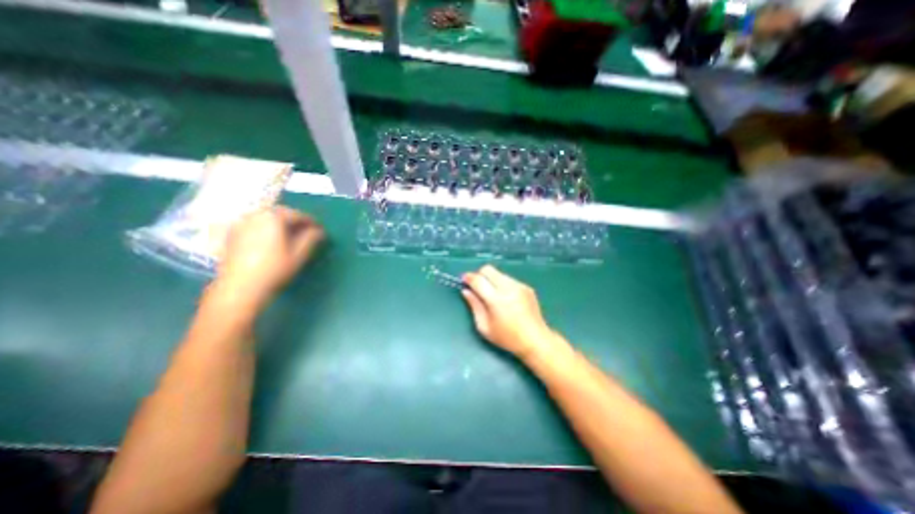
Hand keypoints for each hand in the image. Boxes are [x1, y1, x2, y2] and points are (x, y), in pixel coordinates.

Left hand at [217, 206, 324, 309]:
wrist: (240, 287)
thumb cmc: (275, 269)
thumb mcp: (299, 254)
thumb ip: (311, 238)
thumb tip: (319, 231)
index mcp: (273, 217)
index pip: (297, 214)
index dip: (311, 222)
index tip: (320, 229)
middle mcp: (255, 215)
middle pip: (280, 213)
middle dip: (294, 221)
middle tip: (307, 231)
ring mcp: (241, 224)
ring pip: (266, 218)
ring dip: (280, 224)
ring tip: (291, 235)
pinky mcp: (232, 234)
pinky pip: (254, 225)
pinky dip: (267, 229)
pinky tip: (272, 240)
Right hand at [462, 264, 561, 357]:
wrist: (535, 340)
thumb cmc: (507, 338)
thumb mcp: (484, 327)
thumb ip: (474, 306)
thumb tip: (466, 291)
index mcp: (496, 300)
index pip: (478, 280)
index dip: (468, 278)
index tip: (463, 280)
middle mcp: (508, 288)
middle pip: (488, 269)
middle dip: (479, 275)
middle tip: (477, 287)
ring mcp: (519, 285)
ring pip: (498, 273)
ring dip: (491, 280)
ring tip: (492, 295)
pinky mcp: (526, 287)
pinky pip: (508, 279)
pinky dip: (502, 284)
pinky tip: (505, 299)